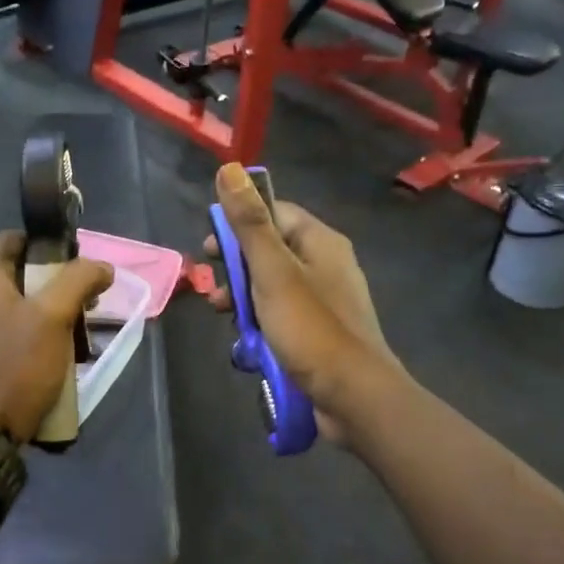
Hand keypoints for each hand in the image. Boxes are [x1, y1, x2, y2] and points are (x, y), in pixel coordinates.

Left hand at [0, 232, 113, 443]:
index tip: (79, 266)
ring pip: (17, 306)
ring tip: (76, 332)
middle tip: (86, 303)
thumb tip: (102, 267)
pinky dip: (32, 336)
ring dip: (48, 314)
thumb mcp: (53, 315)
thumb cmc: (15, 363)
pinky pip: (8, 332)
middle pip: (19, 274)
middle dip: (56, 285)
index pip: (16, 238)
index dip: (50, 246)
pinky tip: (55, 355)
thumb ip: (79, 280)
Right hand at [204, 164, 402, 442]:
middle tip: (212, 288)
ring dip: (243, 301)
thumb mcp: (272, 271)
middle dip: (236, 269)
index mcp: (320, 241)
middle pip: (269, 252)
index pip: (273, 213)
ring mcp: (324, 302)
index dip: (238, 225)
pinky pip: (281, 318)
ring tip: (224, 318)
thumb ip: (249, 223)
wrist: (353, 396)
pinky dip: (261, 326)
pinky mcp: (319, 333)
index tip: (209, 248)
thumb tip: (230, 168)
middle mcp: (325, 265)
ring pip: (271, 288)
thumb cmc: (310, 328)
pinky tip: (248, 345)